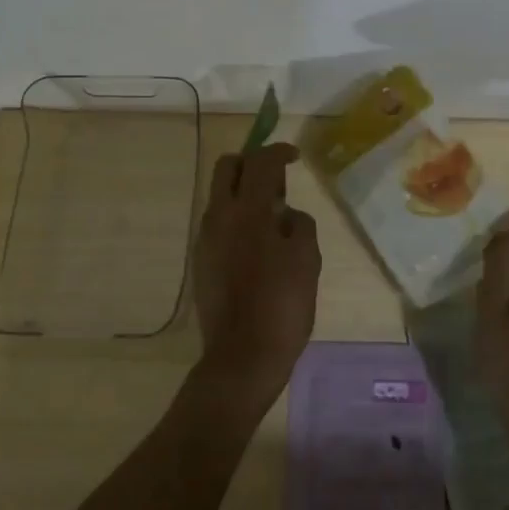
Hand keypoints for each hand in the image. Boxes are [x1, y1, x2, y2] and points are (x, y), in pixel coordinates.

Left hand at [190, 142, 321, 413]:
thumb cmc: (282, 306)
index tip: (295, 157)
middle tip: (278, 182)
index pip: (260, 162)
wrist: (243, 357)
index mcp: (246, 211)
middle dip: (252, 163)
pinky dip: (236, 217)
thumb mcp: (307, 260)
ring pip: (219, 195)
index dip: (279, 152)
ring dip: (243, 191)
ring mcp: (205, 239)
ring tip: (273, 217)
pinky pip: (218, 222)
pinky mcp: (201, 260)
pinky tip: (259, 244)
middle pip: (227, 167)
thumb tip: (286, 215)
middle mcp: (219, 217)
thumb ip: (299, 225)